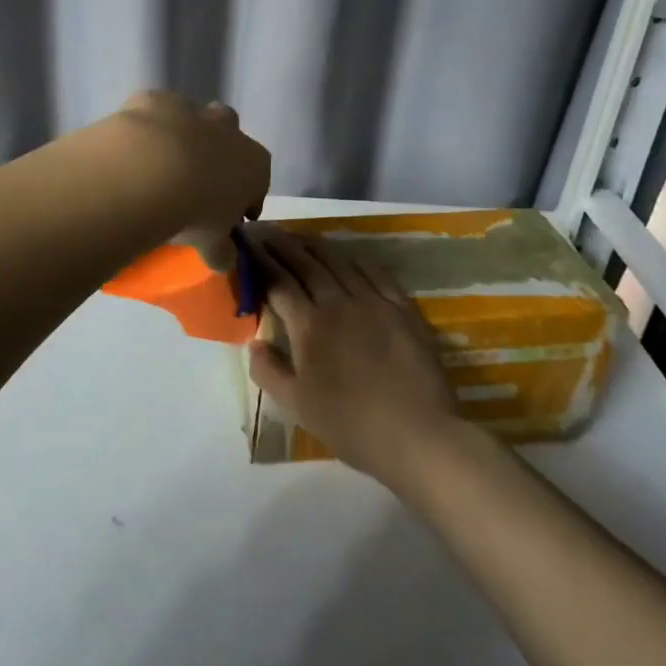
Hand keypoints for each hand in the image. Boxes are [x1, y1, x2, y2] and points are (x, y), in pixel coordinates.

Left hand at [107, 91, 269, 264]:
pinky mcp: (154, 100)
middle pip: (231, 138)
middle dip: (218, 156)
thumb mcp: (211, 244)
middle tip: (197, 185)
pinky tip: (131, 149)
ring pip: (194, 118)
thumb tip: (224, 260)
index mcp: (254, 164)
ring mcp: (192, 111)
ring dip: (183, 138)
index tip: (232, 218)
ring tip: (160, 169)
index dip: (246, 199)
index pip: (259, 181)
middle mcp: (229, 131)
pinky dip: (146, 128)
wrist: (146, 171)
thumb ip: (220, 251)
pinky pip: (154, 112)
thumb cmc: (192, 212)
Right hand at [244, 227, 458, 482]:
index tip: (248, 244)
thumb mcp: (297, 406)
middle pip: (306, 264)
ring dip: (316, 246)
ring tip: (300, 237)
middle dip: (283, 245)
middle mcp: (338, 303)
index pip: (278, 282)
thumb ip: (268, 371)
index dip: (260, 261)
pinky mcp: (402, 309)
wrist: (417, 435)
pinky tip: (348, 256)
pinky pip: (376, 273)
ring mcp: (373, 302)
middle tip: (267, 230)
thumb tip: (253, 342)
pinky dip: (356, 260)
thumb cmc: (351, 425)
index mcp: (309, 325)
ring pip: (340, 262)